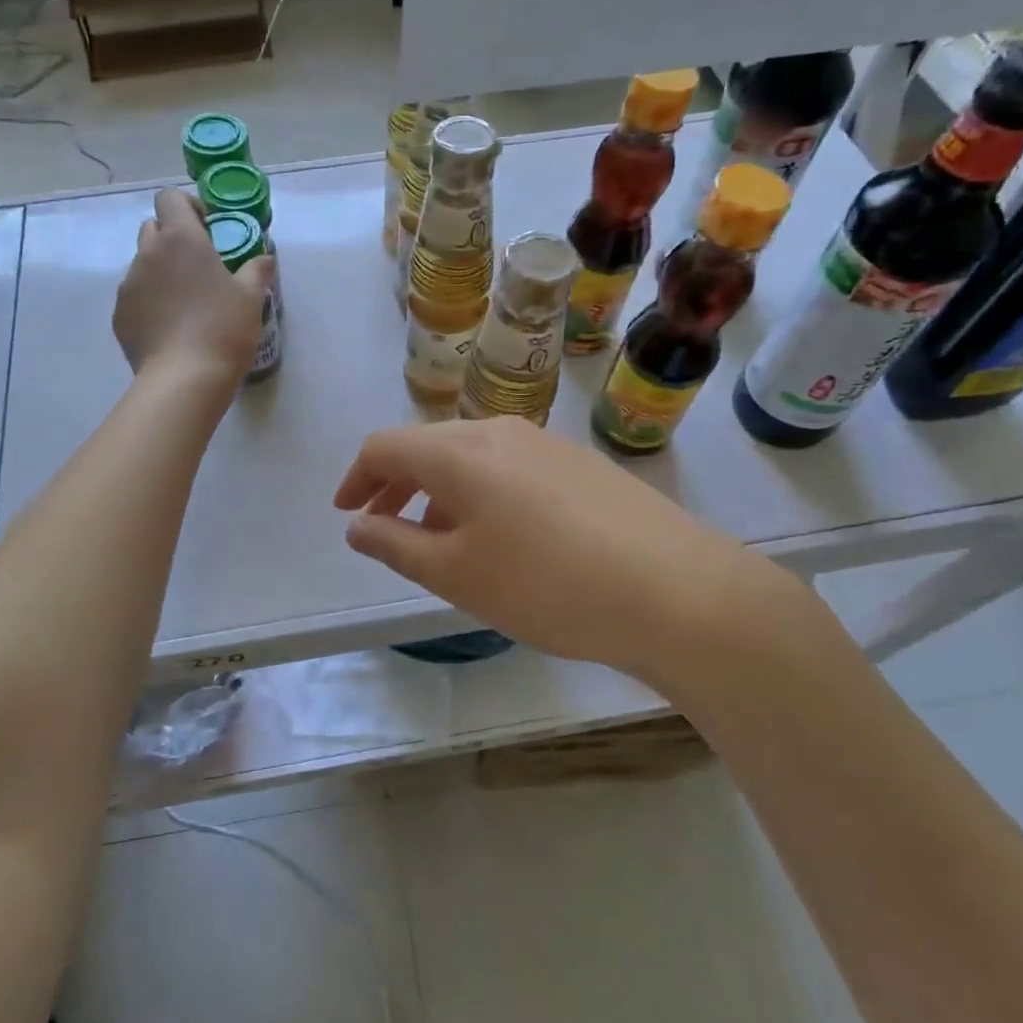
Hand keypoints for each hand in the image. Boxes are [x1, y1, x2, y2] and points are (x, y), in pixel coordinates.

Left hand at [114, 188, 272, 385]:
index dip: (188, 207)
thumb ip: (257, 270)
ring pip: (143, 264)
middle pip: (153, 228)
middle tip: (199, 264)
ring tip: (186, 301)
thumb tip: (265, 257)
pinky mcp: (120, 315)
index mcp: (180, 239)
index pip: (170, 198)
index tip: (208, 228)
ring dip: (162, 271)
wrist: (184, 379)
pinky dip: (151, 301)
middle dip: (173, 237)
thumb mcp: (251, 298)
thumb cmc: (223, 329)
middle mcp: (148, 254)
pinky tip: (171, 327)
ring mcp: (129, 285)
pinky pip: (135, 296)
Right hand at [333, 417, 819, 685]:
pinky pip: (508, 468)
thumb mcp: (457, 574)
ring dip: (439, 491)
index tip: (347, 514)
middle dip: (395, 484)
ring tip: (440, 541)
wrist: (676, 590)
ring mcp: (545, 444)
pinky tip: (500, 537)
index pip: (385, 446)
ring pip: (470, 457)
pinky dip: (480, 493)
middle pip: (428, 446)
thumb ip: (395, 545)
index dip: (356, 478)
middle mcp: (499, 432)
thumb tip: (357, 526)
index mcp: (459, 451)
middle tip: (383, 528)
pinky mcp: (580, 464)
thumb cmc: (546, 584)